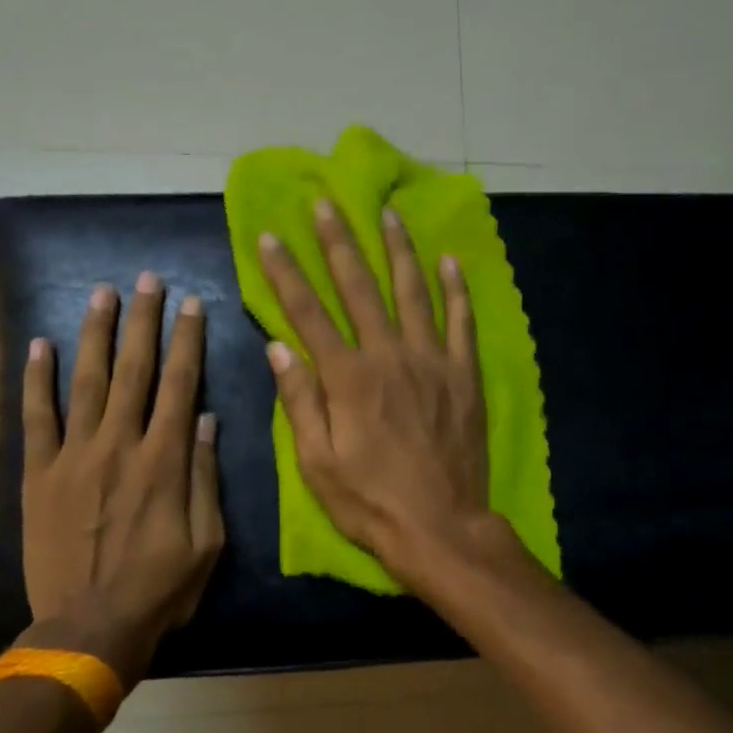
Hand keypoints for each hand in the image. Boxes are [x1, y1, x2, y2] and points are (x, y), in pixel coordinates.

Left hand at [20, 273, 223, 684]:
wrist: (89, 628)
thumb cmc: (160, 590)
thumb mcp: (207, 541)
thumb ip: (204, 477)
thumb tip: (207, 420)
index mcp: (164, 461)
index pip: (180, 386)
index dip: (188, 341)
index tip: (192, 304)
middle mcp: (120, 446)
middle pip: (134, 371)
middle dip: (143, 321)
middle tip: (147, 280)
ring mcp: (74, 457)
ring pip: (87, 382)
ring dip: (95, 334)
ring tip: (102, 294)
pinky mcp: (40, 476)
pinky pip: (36, 419)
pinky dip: (37, 381)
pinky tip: (40, 345)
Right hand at [258, 200, 497, 587]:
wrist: (441, 527)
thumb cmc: (370, 502)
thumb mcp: (318, 463)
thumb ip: (300, 400)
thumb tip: (278, 346)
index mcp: (348, 378)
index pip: (307, 313)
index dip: (285, 274)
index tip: (269, 237)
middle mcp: (389, 356)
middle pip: (360, 289)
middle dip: (339, 243)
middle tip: (327, 204)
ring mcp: (432, 362)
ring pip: (414, 292)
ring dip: (399, 251)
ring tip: (389, 215)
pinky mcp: (464, 376)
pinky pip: (462, 322)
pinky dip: (457, 290)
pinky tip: (451, 261)